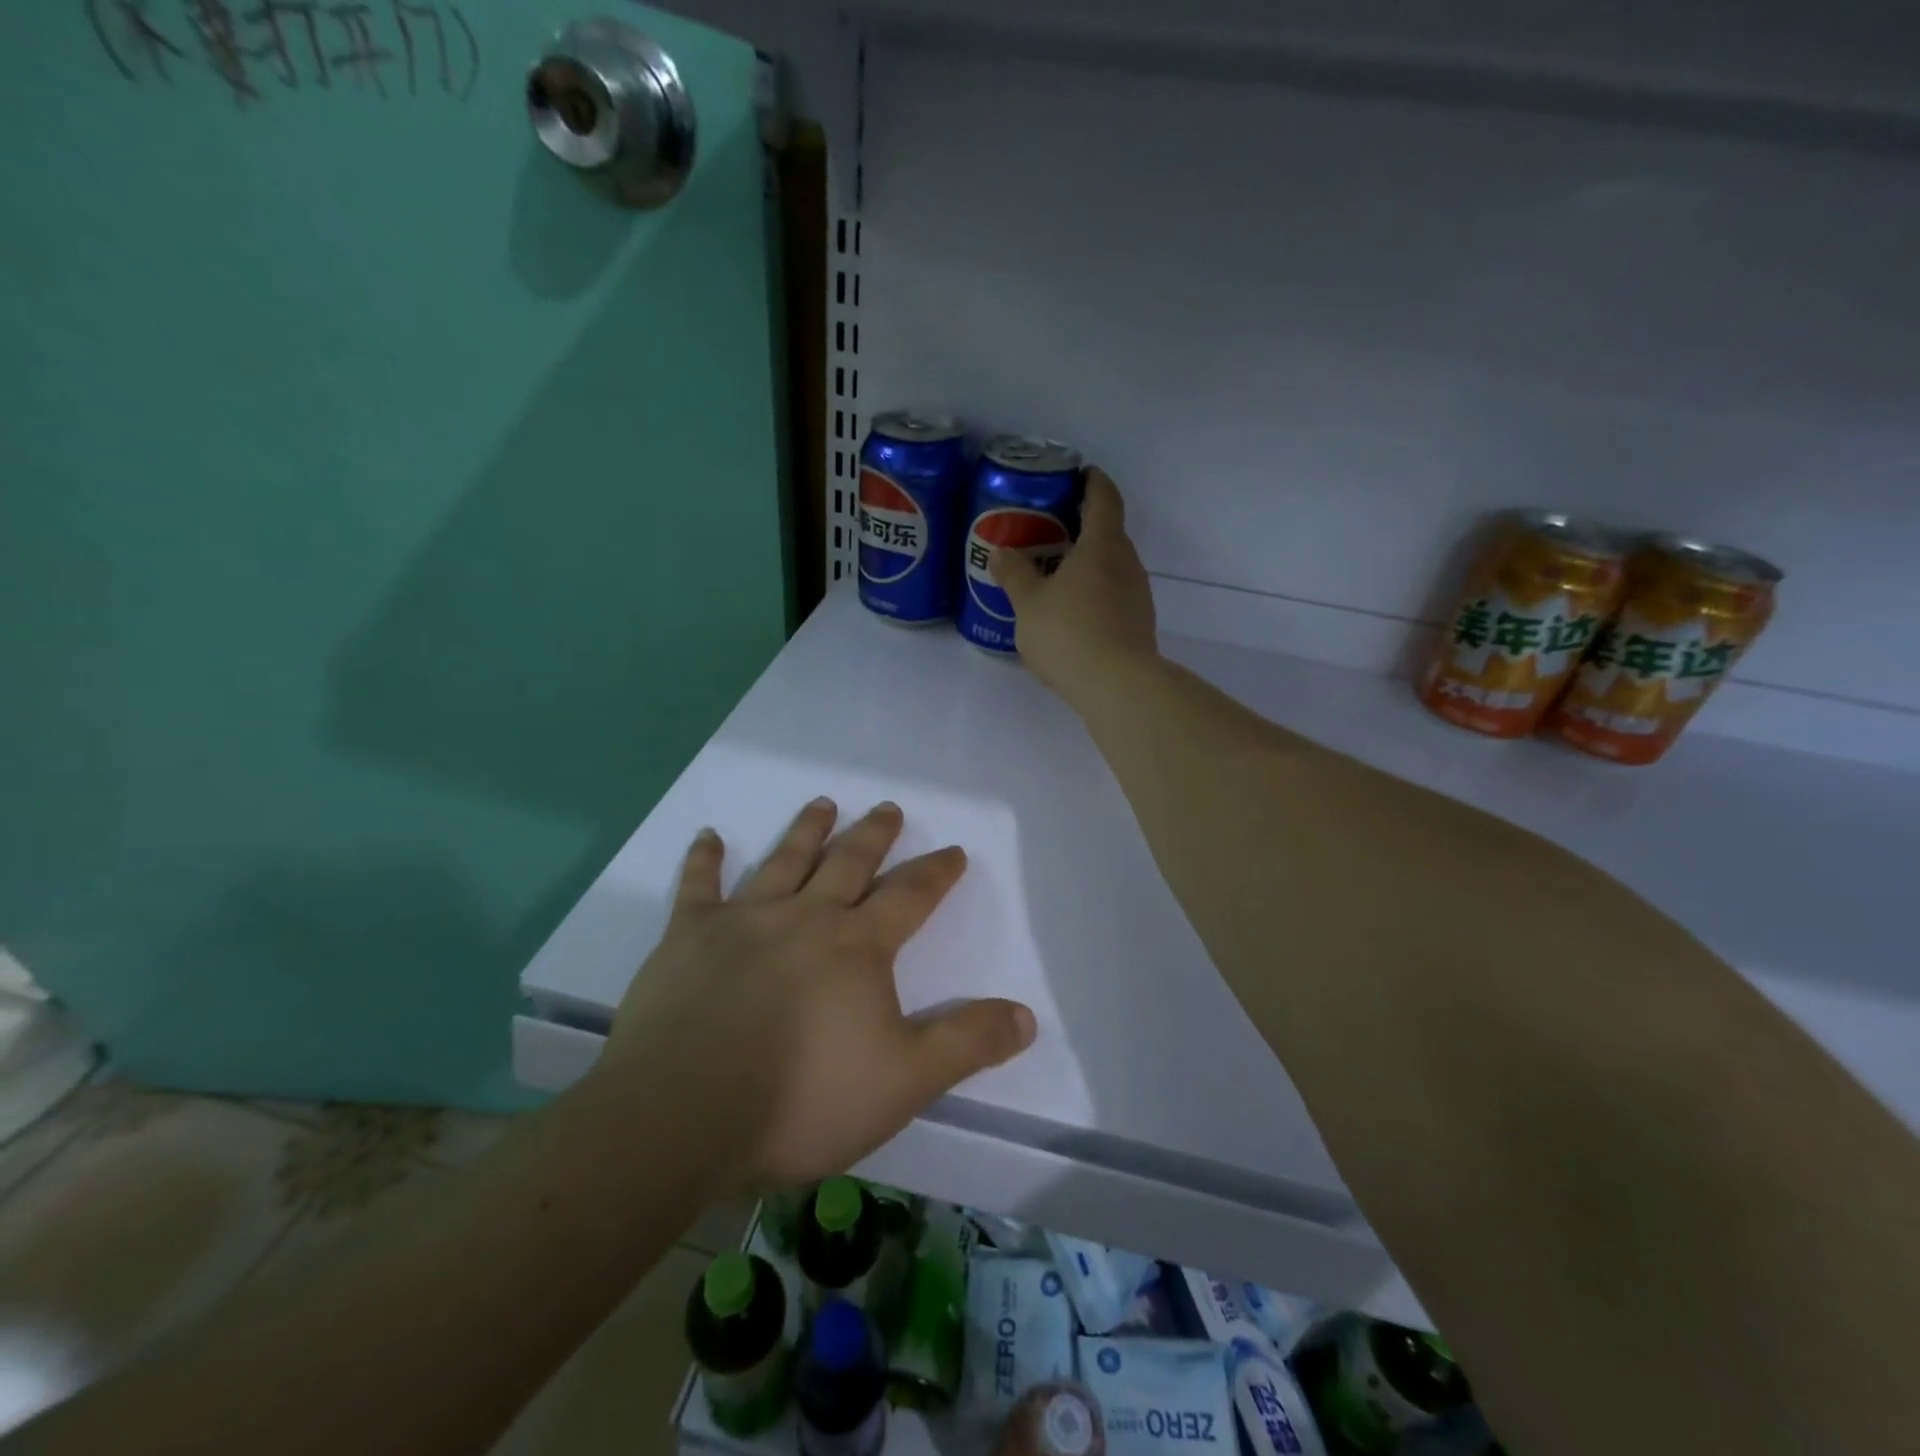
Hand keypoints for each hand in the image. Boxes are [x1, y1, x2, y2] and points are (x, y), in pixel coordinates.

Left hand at [597, 799, 1036, 1189]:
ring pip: (783, 861)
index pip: (910, 896)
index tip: (953, 851)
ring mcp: (743, 920)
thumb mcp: (905, 1080)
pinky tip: (708, 836)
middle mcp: (805, 917)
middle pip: (848, 863)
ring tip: (822, 802)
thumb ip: (967, 1043)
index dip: (936, 873)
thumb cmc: (804, 1097)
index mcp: (858, 946)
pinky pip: (698, 887)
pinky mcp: (688, 937)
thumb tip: (1026, 1016)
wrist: (685, 1113)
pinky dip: (703, 860)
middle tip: (888, 807)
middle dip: (873, 835)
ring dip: (805, 830)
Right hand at [990, 467, 1157, 704]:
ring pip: (1111, 567)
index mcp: (1103, 545)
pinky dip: (1093, 593)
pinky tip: (1070, 614)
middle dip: (1082, 527)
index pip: (1104, 498)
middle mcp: (1127, 563)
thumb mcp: (1028, 603)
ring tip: (1054, 575)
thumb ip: (1014, 574)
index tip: (1079, 473)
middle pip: (1108, 533)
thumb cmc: (1069, 633)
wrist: (1117, 687)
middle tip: (1049, 531)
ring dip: (1087, 564)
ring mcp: (1138, 595)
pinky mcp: (1138, 624)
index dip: (1092, 481)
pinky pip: (1113, 596)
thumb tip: (1001, 552)